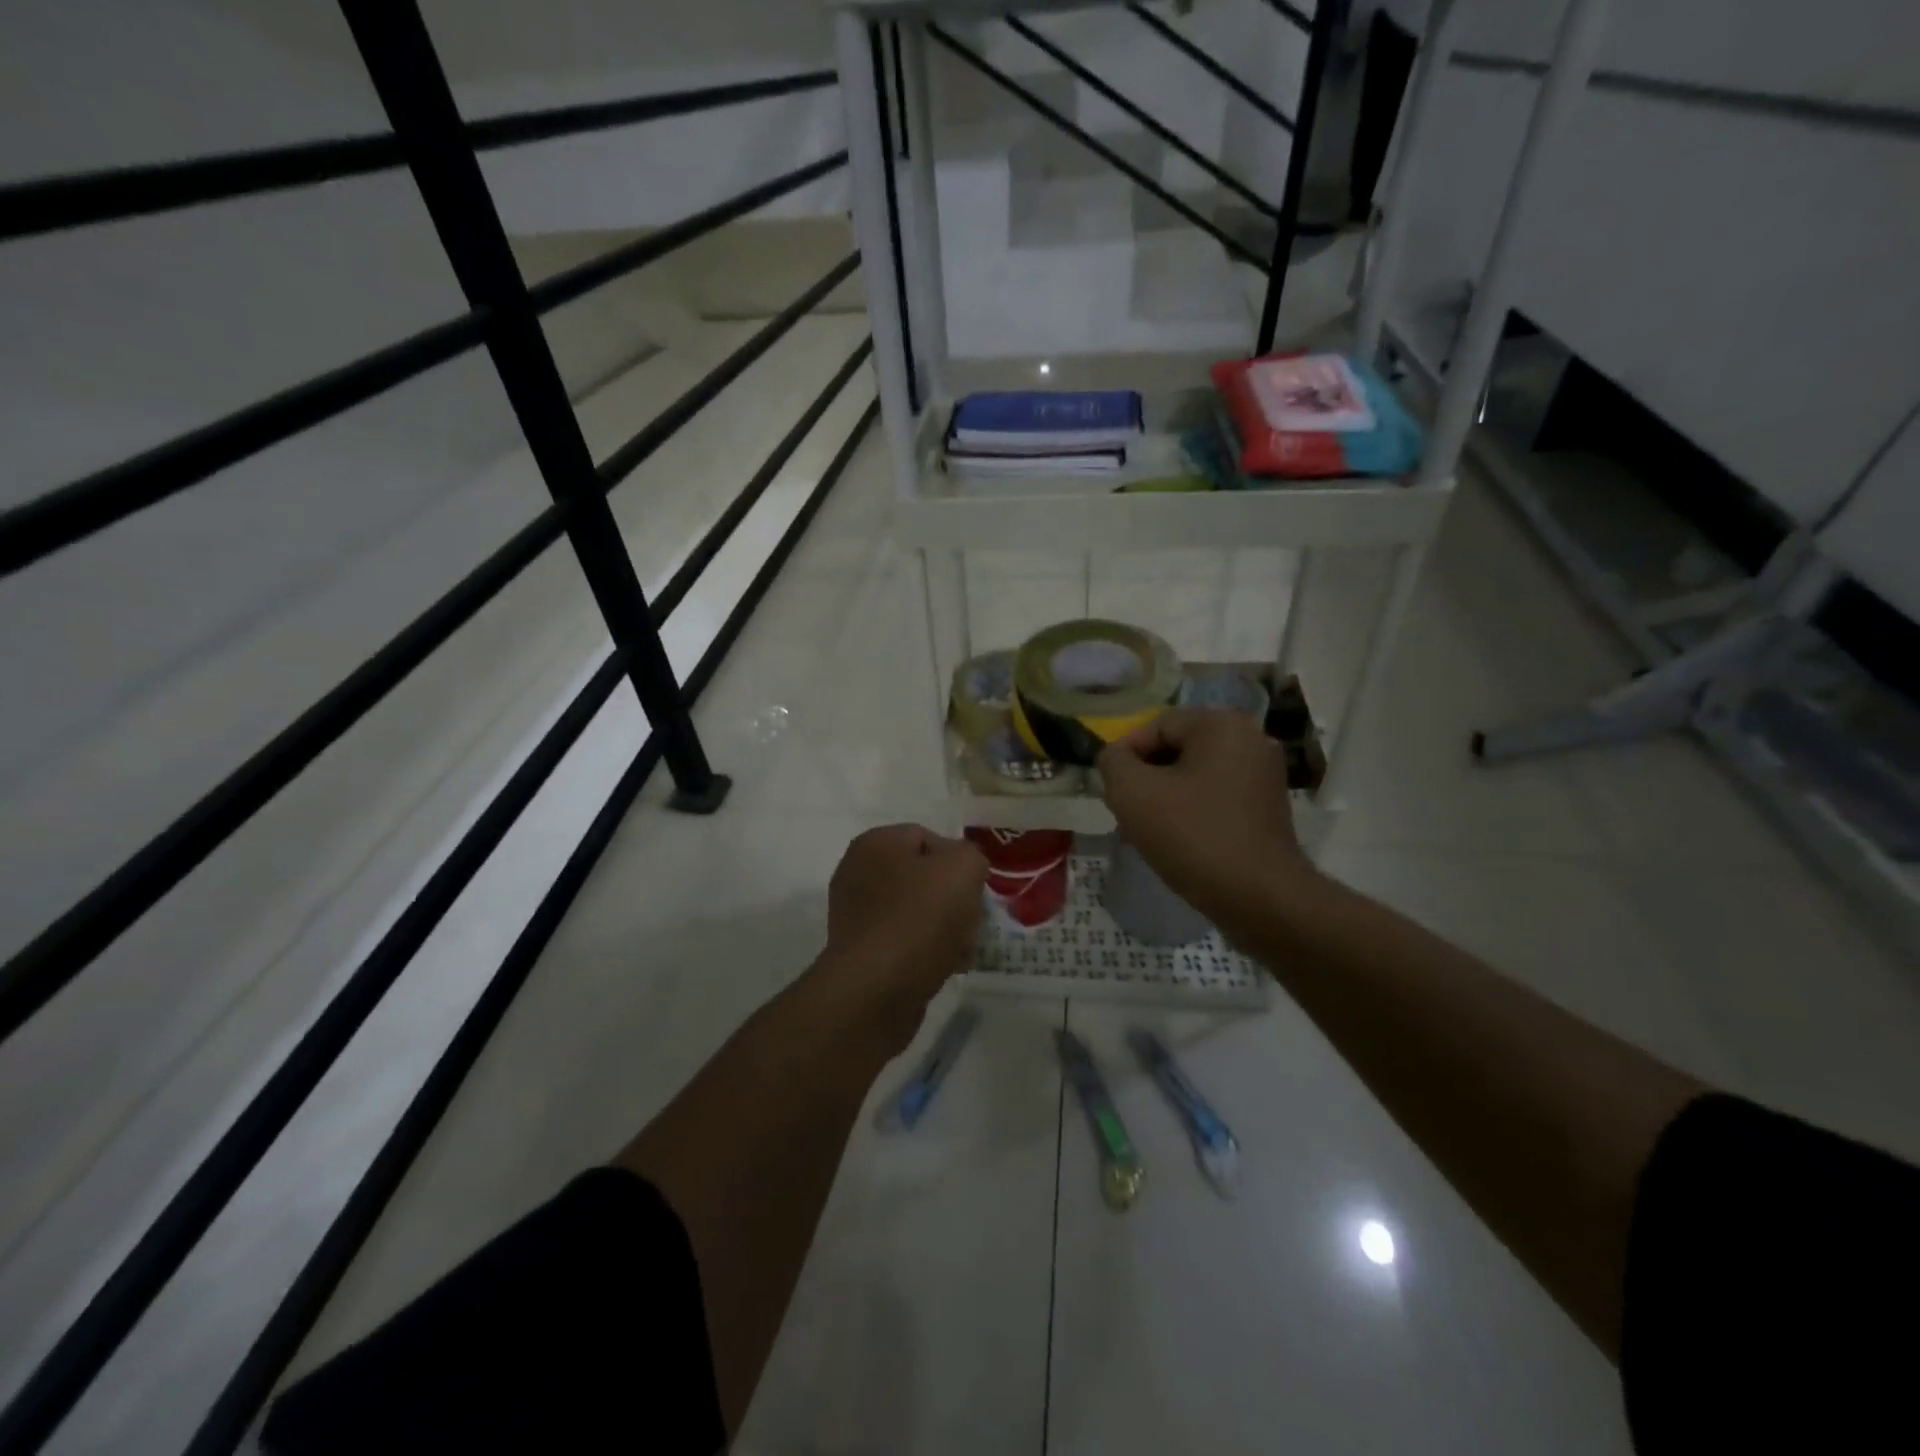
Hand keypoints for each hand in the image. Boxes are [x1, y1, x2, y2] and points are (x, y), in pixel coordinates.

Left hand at [816, 824, 988, 1052]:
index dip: (959, 861)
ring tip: (961, 949)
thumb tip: (963, 870)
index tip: (975, 888)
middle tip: (971, 920)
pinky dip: (925, 952)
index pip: (928, 838)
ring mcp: (855, 915)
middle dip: (953, 898)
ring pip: (916, 912)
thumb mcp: (963, 868)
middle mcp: (857, 873)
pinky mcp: (860, 953)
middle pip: (923, 878)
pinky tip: (944, 967)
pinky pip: (903, 942)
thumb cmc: (920, 917)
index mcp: (875, 843)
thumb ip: (971, 856)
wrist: (877, 989)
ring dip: (945, 928)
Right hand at [1097, 709, 1312, 934]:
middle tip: (1124, 812)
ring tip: (1144, 832)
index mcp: (1222, 724)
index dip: (1125, 756)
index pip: (1156, 727)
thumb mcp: (1132, 792)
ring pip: (1194, 777)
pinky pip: (1215, 799)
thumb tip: (1115, 758)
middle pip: (1176, 751)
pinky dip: (1190, 813)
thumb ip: (1113, 762)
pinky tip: (1174, 842)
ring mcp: (1264, 776)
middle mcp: (1251, 740)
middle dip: (1144, 779)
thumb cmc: (1192, 835)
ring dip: (1164, 799)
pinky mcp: (1268, 808)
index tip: (1110, 789)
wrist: (1259, 897)